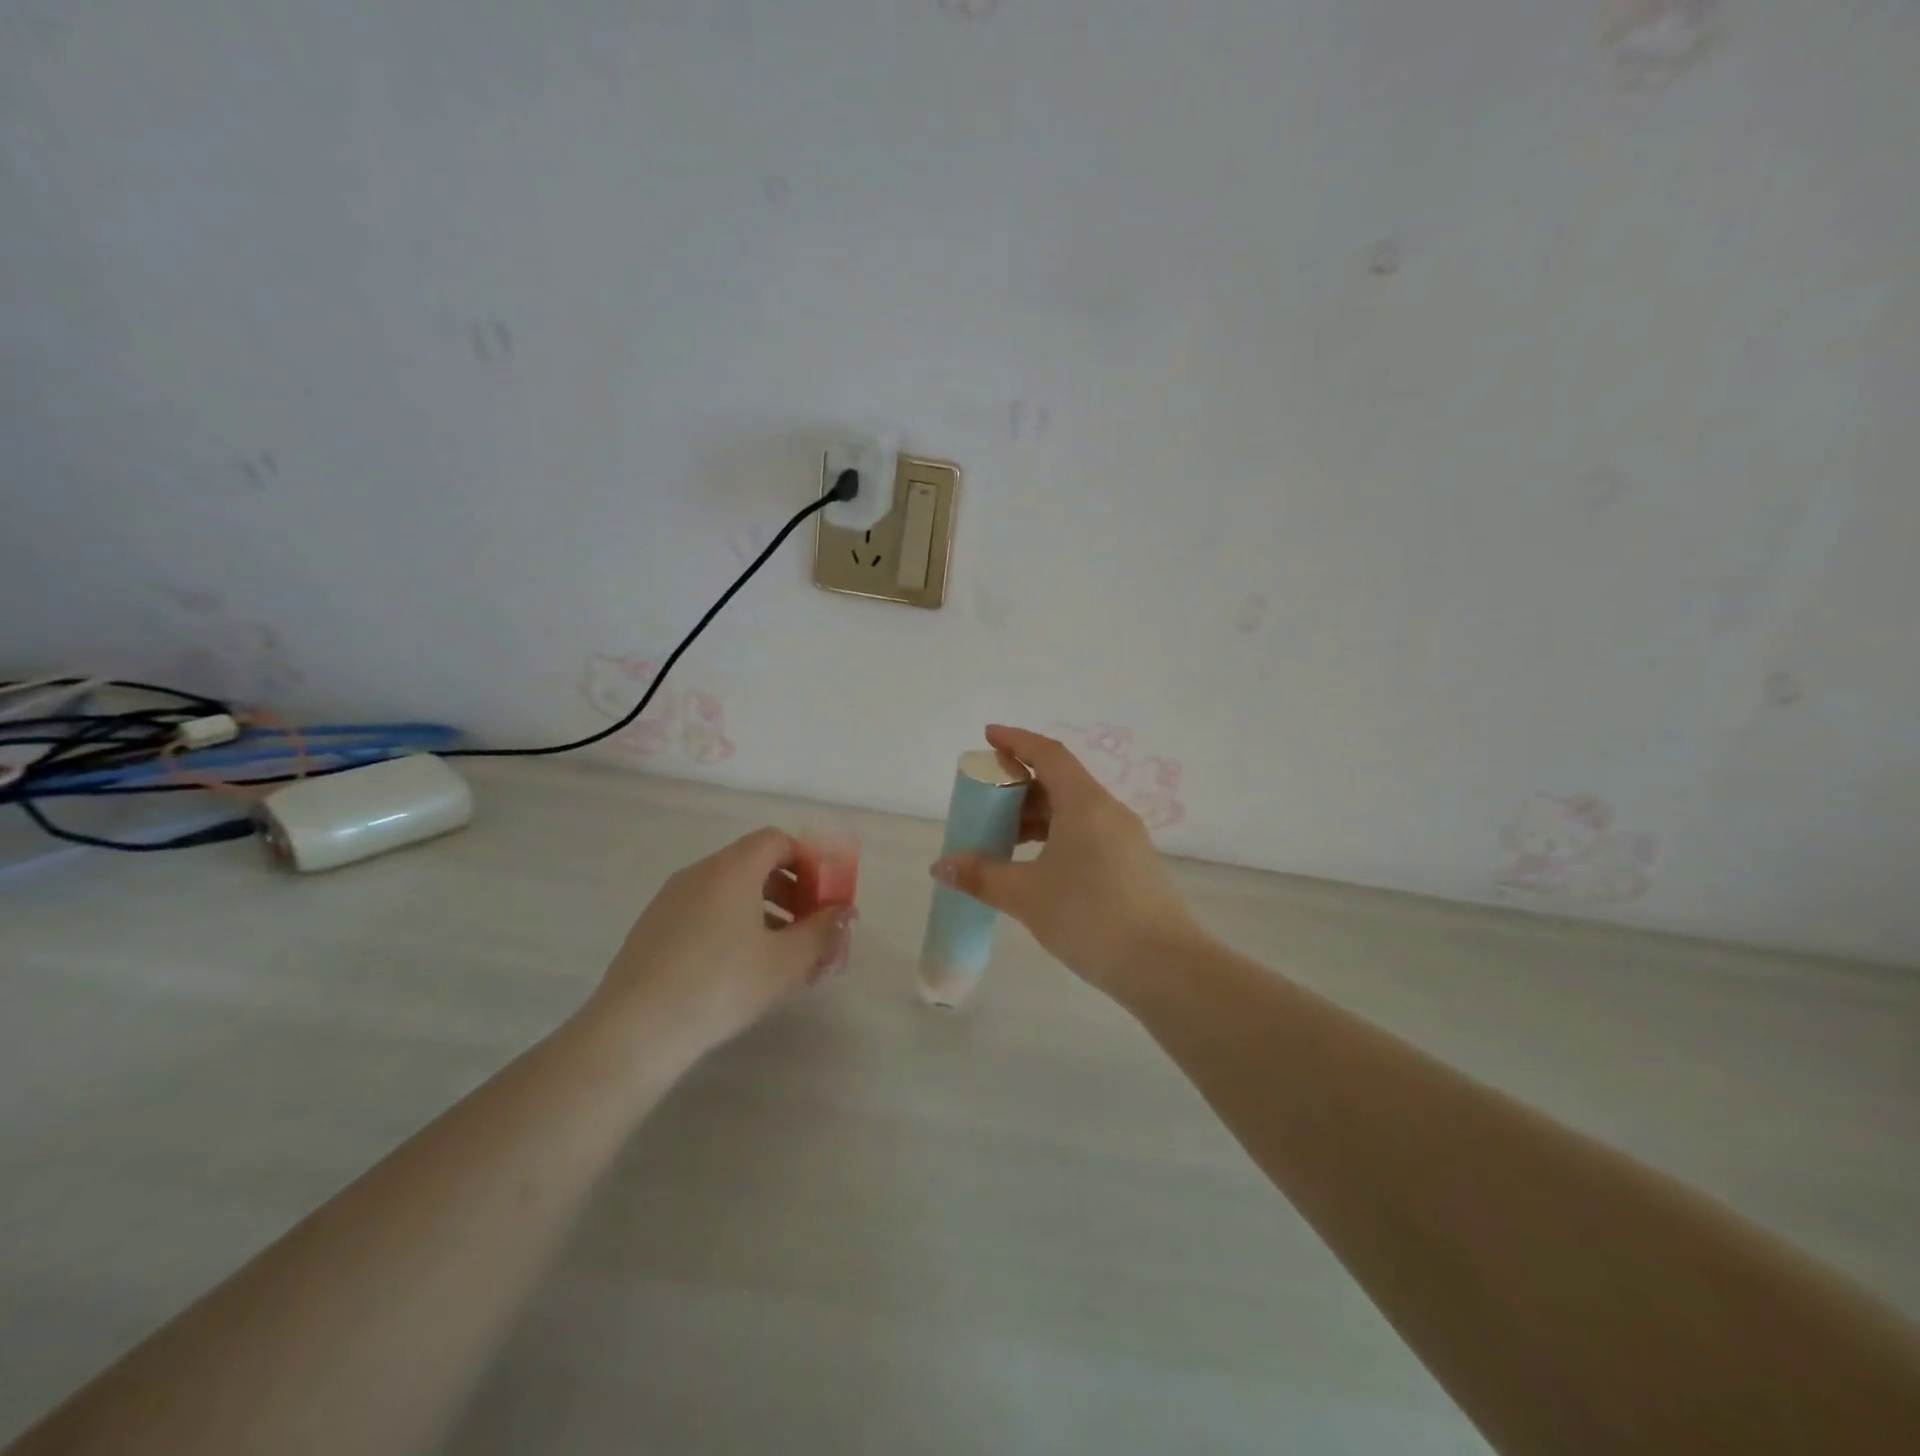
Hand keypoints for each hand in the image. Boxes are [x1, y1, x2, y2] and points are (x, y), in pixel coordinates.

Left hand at [589, 828, 854, 1060]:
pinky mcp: (652, 928)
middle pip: (754, 864)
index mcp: (733, 868)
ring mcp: (670, 899)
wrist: (635, 1030)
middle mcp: (700, 873)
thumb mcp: (787, 961)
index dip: (808, 862)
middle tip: (808, 929)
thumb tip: (844, 911)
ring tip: (779, 956)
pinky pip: (704, 912)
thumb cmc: (722, 985)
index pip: (777, 841)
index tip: (823, 897)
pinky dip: (731, 926)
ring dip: (763, 912)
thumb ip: (823, 930)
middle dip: (790, 891)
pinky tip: (738, 970)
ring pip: (729, 891)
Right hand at [930, 725, 1200, 996]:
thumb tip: (941, 866)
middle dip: (1020, 785)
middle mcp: (1109, 811)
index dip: (1016, 741)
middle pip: (1060, 782)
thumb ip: (982, 876)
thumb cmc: (1090, 917)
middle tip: (986, 801)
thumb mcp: (1027, 896)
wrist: (1164, 966)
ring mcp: (1125, 838)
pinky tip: (1038, 866)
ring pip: (1074, 811)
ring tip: (1004, 839)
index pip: (1048, 754)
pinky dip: (1057, 836)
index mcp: (1085, 803)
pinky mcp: (1132, 864)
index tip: (988, 736)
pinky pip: (1087, 833)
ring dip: (1037, 816)